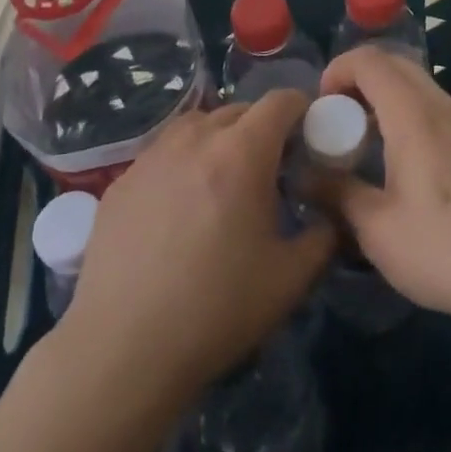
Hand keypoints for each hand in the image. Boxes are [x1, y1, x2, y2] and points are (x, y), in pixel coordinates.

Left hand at [58, 90, 335, 403]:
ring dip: (219, 138)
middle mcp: (195, 140)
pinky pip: (162, 153)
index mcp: (242, 153)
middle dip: (262, 128)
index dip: (301, 109)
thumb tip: (330, 215)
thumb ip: (323, 237)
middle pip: (238, 110)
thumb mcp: (290, 279)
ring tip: (223, 179)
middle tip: (271, 168)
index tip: (310, 134)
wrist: (122, 350)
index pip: (280, 101)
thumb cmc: (216, 310)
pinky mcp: (121, 182)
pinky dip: (182, 162)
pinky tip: (179, 207)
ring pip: (196, 125)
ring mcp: (152, 157)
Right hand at [317, 49, 450, 355]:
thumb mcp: (376, 228)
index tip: (317, 108)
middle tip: (333, 118)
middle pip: (393, 62)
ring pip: (413, 81)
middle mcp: (439, 105)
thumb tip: (301, 175)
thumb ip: (336, 193)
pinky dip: (401, 108)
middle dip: (356, 78)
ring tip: (357, 137)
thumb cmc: (443, 248)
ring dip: (380, 93)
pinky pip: (428, 103)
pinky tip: (391, 155)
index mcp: (413, 114)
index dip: (336, 70)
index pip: (369, 60)